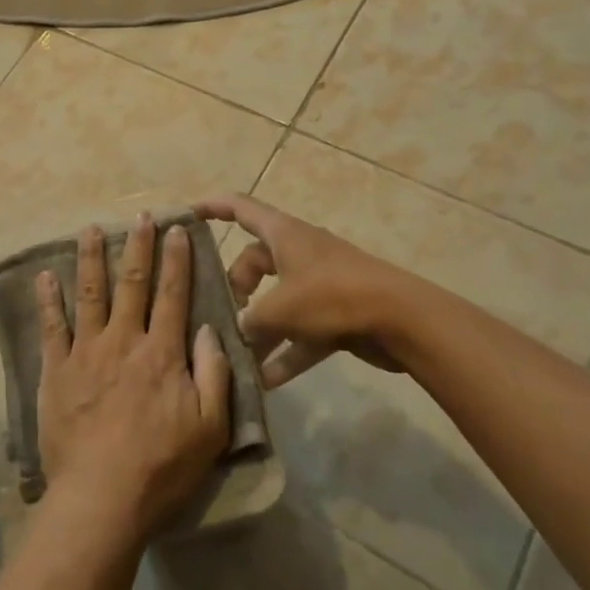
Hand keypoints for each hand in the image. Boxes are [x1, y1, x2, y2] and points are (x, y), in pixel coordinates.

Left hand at [35, 214, 231, 544]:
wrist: (101, 496)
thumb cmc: (162, 466)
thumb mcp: (210, 428)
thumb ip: (214, 373)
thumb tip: (210, 329)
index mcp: (162, 352)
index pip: (173, 294)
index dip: (177, 259)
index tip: (178, 229)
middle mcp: (123, 340)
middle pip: (133, 283)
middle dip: (139, 246)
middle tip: (140, 216)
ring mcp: (86, 352)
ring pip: (90, 293)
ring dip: (91, 258)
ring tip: (91, 229)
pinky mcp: (56, 370)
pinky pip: (51, 327)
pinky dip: (48, 299)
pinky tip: (45, 276)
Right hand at [196, 194, 408, 387]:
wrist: (402, 320)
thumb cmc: (333, 297)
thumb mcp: (280, 308)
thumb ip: (251, 321)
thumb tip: (239, 331)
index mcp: (283, 234)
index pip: (240, 208)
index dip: (212, 207)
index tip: (187, 214)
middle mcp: (299, 253)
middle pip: (255, 262)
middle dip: (236, 288)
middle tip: (222, 315)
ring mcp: (319, 284)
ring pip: (277, 301)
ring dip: (260, 328)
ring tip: (238, 355)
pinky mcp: (337, 314)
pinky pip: (301, 331)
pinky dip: (286, 352)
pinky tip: (267, 382)